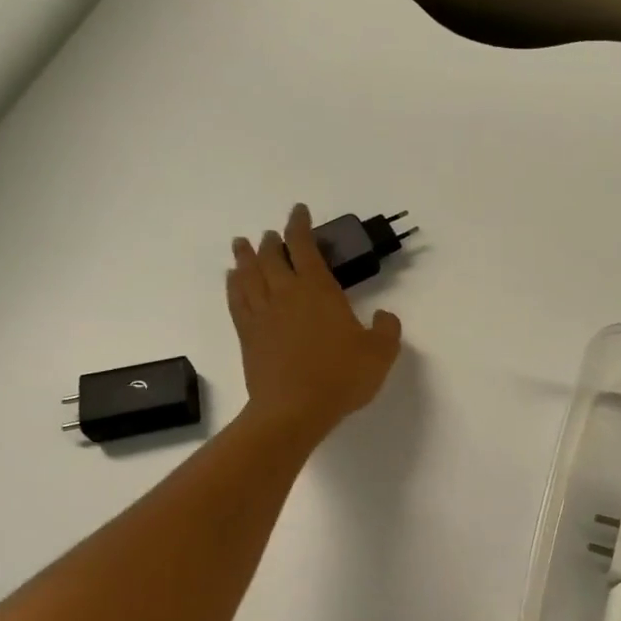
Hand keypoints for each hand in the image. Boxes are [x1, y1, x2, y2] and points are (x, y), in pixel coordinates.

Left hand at [227, 204, 401, 441]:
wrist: (294, 409)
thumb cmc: (341, 376)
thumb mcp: (381, 353)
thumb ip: (387, 329)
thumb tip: (384, 315)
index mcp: (318, 291)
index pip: (305, 247)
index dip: (300, 226)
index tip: (299, 211)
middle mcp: (286, 294)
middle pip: (272, 257)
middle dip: (272, 241)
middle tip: (271, 233)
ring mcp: (263, 315)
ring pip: (249, 275)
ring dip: (246, 256)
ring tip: (242, 244)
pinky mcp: (248, 335)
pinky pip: (237, 300)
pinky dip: (234, 285)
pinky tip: (233, 280)